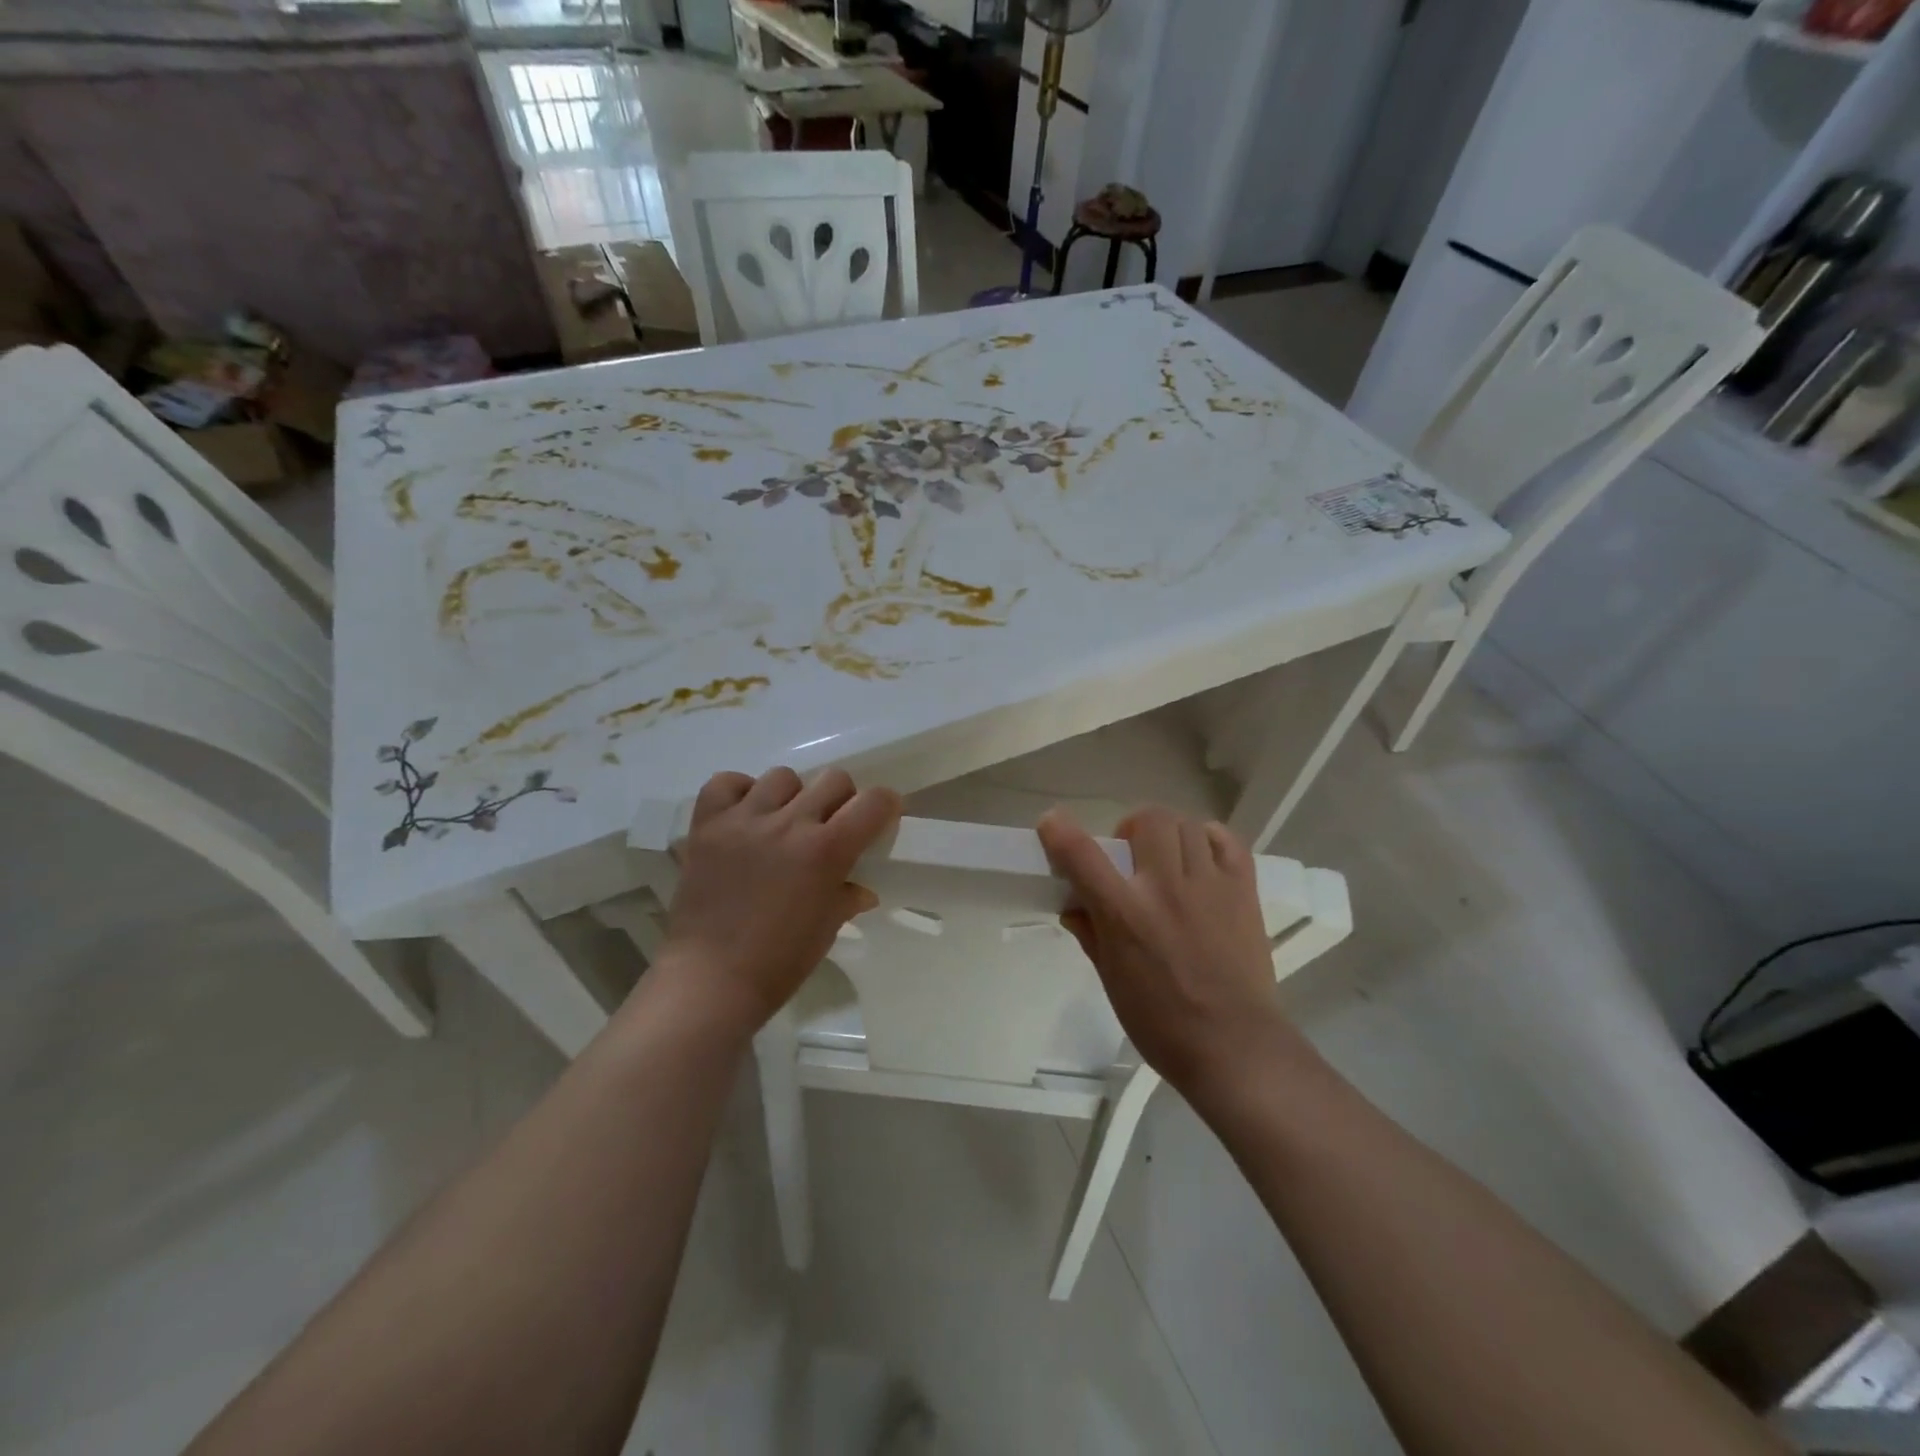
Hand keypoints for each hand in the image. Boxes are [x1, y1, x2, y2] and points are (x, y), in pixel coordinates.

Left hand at [655, 767, 900, 1036]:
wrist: (709, 980)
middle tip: (828, 827)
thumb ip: (846, 897)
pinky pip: (727, 783)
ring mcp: (745, 820)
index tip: (877, 820)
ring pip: (782, 777)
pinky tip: (744, 817)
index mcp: (827, 850)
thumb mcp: (826, 929)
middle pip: (833, 779)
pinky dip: (739, 793)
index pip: (874, 801)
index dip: (883, 806)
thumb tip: (860, 888)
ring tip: (780, 825)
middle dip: (840, 800)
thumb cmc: (778, 963)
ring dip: (791, 797)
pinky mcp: (707, 825)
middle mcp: (790, 824)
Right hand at [1037, 806, 1296, 1099]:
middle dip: (1130, 829)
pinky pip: (1226, 840)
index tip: (1052, 824)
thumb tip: (1074, 907)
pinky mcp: (1243, 891)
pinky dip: (1209, 839)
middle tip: (1130, 856)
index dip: (1059, 831)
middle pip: (1147, 820)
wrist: (1235, 1047)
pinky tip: (1200, 859)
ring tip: (1167, 860)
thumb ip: (1091, 934)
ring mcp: (1209, 885)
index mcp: (1125, 915)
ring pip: (1185, 824)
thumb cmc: (1162, 1023)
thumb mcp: (1111, 981)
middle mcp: (1165, 888)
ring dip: (1167, 834)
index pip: (1082, 855)